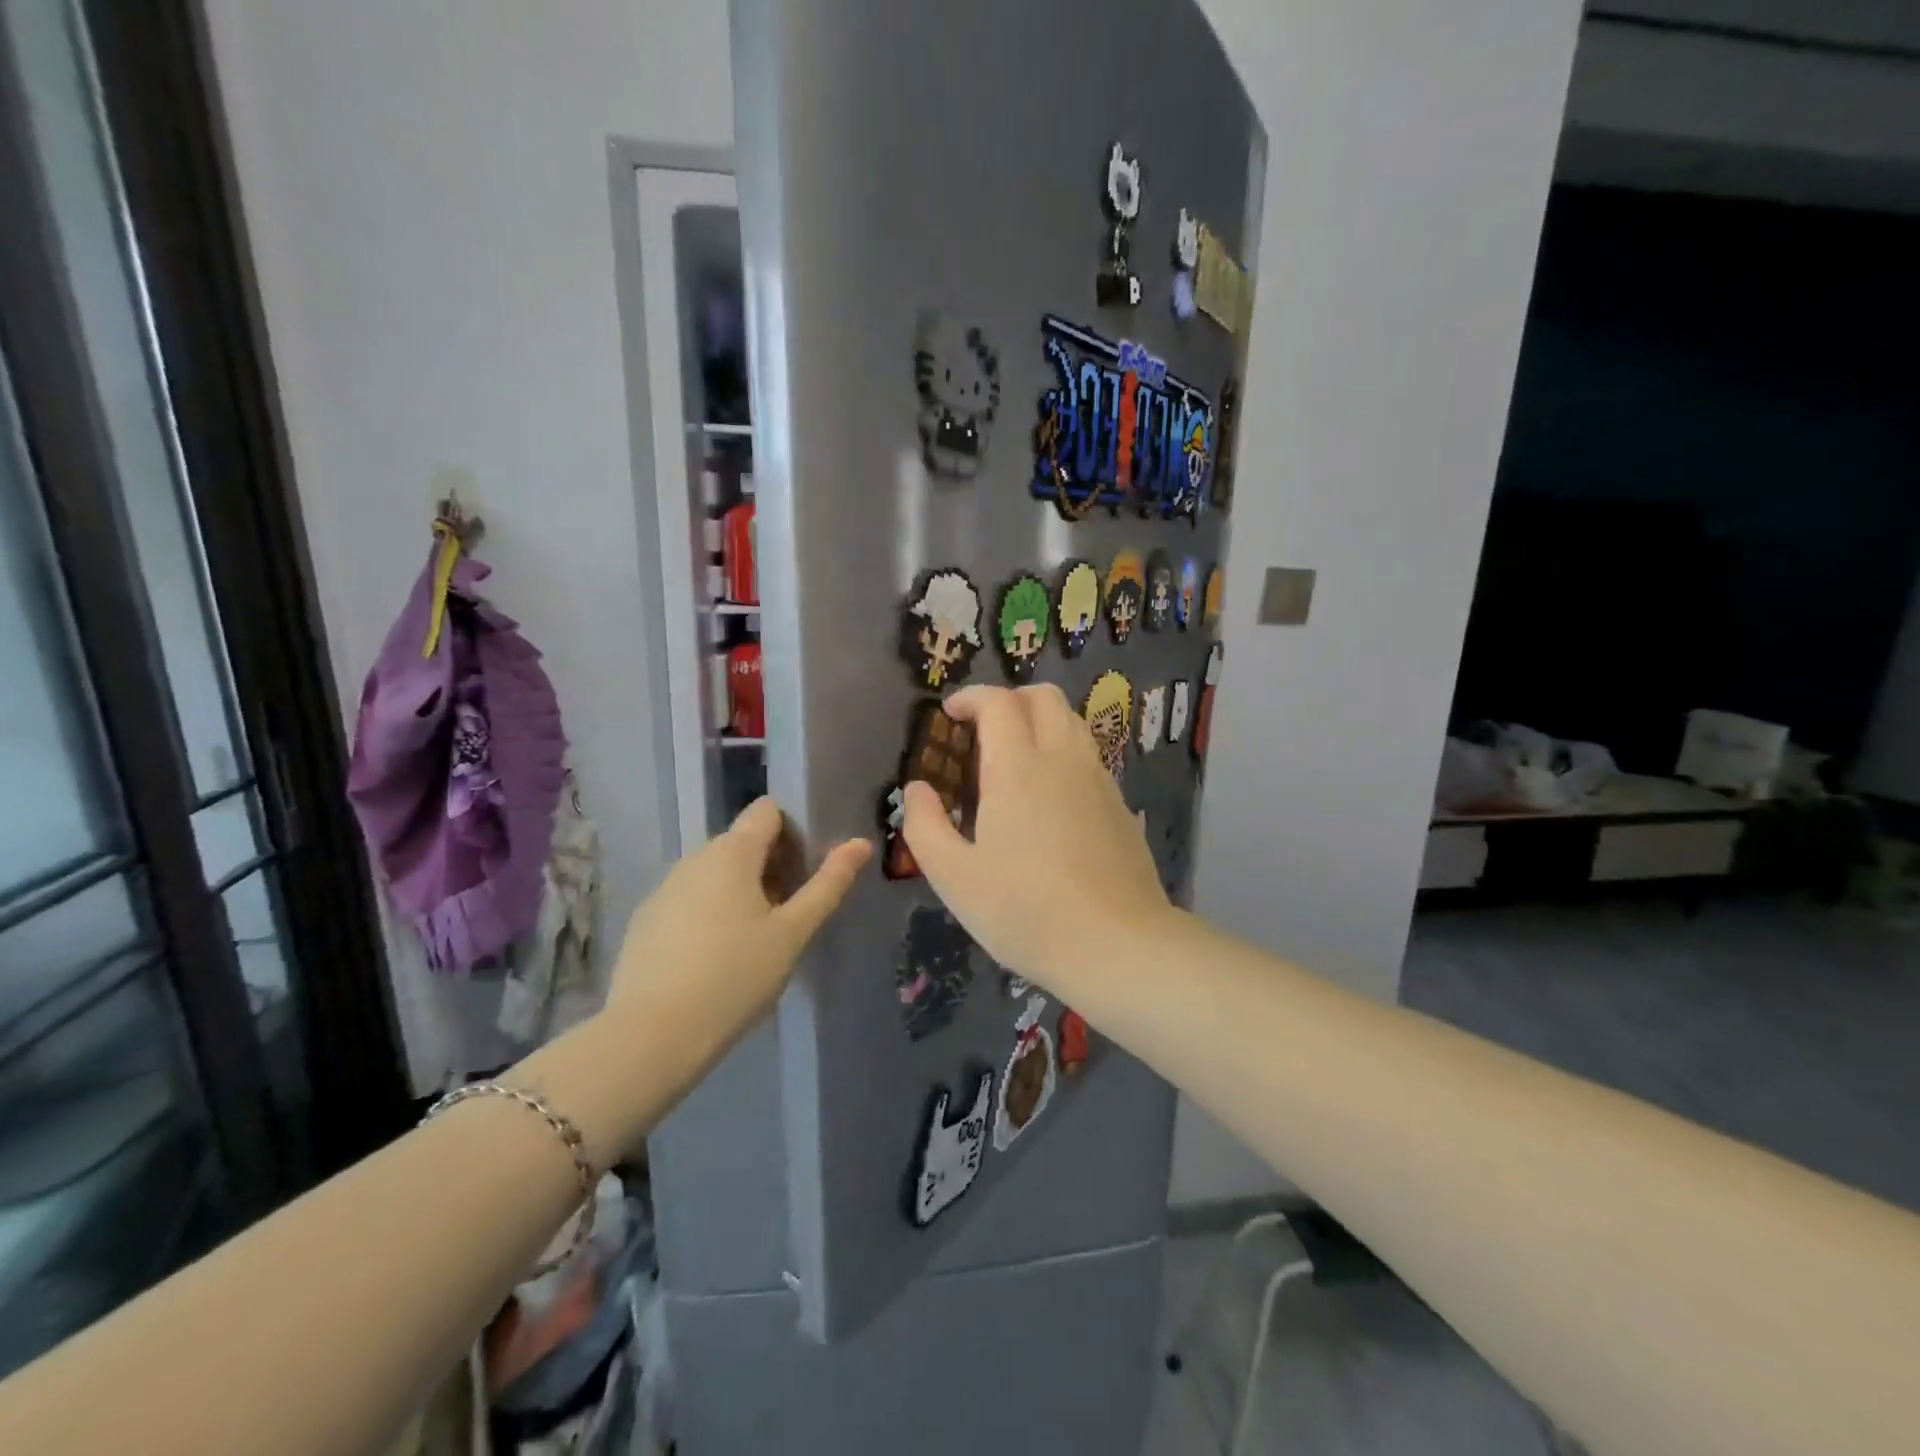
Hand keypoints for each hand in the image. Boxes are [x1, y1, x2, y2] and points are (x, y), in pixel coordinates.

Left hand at [608, 796, 870, 1056]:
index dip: (794, 829)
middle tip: (792, 912)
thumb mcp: (793, 933)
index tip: (808, 868)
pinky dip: (710, 913)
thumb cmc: (735, 976)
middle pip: (742, 842)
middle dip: (772, 865)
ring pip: (715, 873)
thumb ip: (828, 884)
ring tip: (757, 939)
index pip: (768, 810)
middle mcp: (694, 858)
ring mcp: (664, 888)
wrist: (652, 1036)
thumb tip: (860, 843)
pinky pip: (689, 900)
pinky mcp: (645, 920)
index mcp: (732, 851)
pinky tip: (717, 958)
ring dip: (741, 891)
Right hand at [902, 685, 1168, 987]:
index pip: (998, 702)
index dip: (971, 697)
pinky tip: (1051, 797)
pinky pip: (1089, 756)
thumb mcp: (954, 877)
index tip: (950, 714)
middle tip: (984, 729)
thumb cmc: (1025, 911)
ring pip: (1073, 722)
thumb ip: (924, 825)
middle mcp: (1063, 759)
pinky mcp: (1120, 805)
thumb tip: (917, 789)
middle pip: (1044, 697)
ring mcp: (1099, 780)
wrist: (1116, 945)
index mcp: (1018, 768)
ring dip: (1041, 721)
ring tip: (1016, 758)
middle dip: (1010, 698)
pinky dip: (1064, 752)